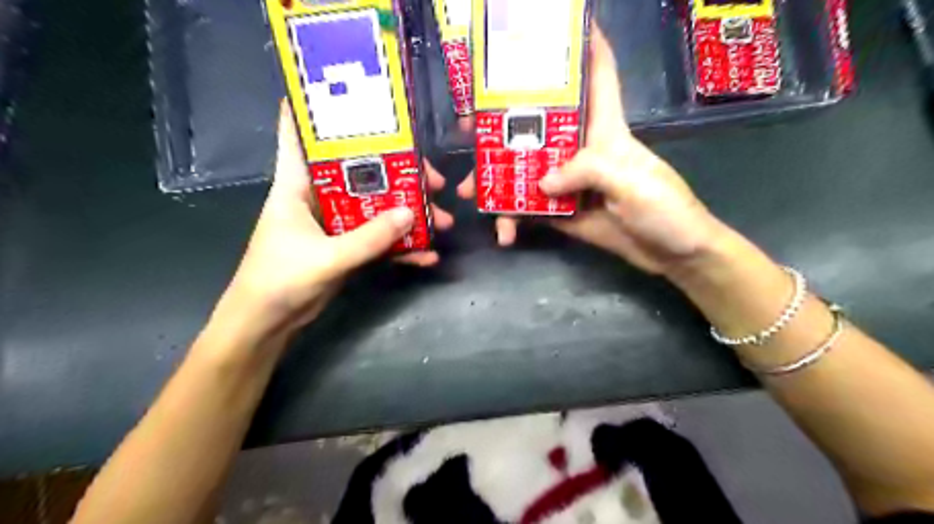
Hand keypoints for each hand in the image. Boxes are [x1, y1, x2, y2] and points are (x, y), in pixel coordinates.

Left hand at [218, 102, 452, 338]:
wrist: (269, 324)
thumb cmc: (280, 281)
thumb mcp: (326, 257)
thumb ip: (369, 238)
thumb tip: (411, 213)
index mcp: (297, 185)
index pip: (300, 134)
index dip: (319, 111)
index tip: (356, 97)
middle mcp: (319, 197)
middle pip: (361, 172)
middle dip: (399, 174)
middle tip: (433, 180)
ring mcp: (336, 224)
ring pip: (377, 207)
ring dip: (408, 214)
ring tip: (441, 220)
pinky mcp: (347, 248)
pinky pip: (379, 240)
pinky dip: (402, 247)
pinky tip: (428, 255)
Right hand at [456, 27, 723, 276]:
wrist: (671, 254)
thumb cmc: (665, 209)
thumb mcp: (633, 182)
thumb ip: (588, 171)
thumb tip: (541, 182)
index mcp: (605, 130)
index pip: (598, 76)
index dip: (584, 46)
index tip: (556, 25)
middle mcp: (580, 149)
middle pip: (537, 125)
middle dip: (502, 122)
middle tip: (469, 128)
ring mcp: (566, 182)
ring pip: (524, 170)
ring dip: (495, 180)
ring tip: (468, 192)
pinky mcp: (560, 211)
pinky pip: (528, 209)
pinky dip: (512, 219)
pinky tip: (504, 233)